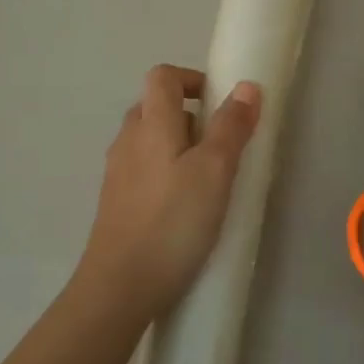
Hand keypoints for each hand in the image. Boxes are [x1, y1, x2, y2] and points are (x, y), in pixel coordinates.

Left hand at [75, 64, 261, 323]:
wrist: (120, 287)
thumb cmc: (173, 222)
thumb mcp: (214, 171)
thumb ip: (231, 127)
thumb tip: (247, 86)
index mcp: (150, 124)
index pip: (163, 76)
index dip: (193, 79)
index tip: (222, 104)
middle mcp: (127, 140)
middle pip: (155, 107)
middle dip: (191, 116)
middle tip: (221, 146)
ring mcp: (117, 173)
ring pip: (150, 141)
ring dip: (180, 146)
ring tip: (208, 180)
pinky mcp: (116, 203)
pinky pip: (143, 170)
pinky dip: (166, 173)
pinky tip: (185, 207)